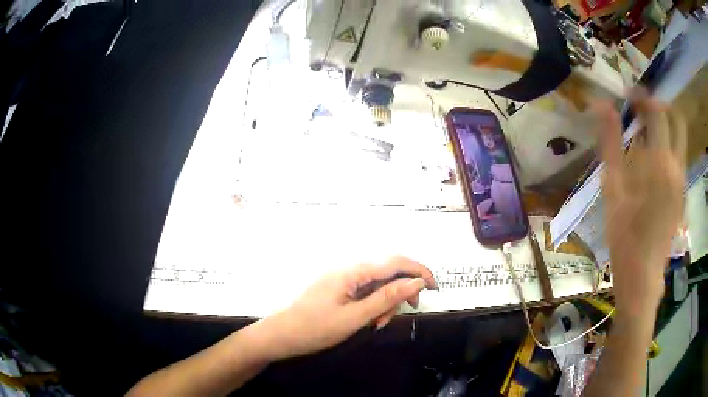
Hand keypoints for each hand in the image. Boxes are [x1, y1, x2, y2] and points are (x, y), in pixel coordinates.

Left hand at [258, 256, 435, 360]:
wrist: (283, 334)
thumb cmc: (316, 327)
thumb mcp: (356, 316)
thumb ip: (387, 298)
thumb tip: (416, 282)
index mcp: (353, 271)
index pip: (395, 262)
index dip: (419, 270)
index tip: (434, 286)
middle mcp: (349, 268)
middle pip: (388, 272)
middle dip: (401, 290)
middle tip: (407, 310)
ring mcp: (344, 278)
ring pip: (379, 283)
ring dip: (387, 301)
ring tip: (378, 323)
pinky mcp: (340, 287)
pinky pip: (366, 290)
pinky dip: (374, 304)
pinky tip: (370, 320)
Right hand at [596, 89, 686, 315]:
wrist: (642, 272)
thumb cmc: (623, 232)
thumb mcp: (612, 186)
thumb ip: (610, 141)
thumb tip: (601, 105)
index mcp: (659, 160)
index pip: (655, 111)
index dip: (641, 97)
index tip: (628, 96)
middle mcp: (676, 165)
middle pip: (676, 119)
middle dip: (660, 108)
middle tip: (643, 111)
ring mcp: (682, 180)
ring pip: (680, 139)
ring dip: (666, 127)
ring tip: (648, 133)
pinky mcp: (683, 193)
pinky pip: (680, 157)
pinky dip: (669, 147)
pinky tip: (655, 161)